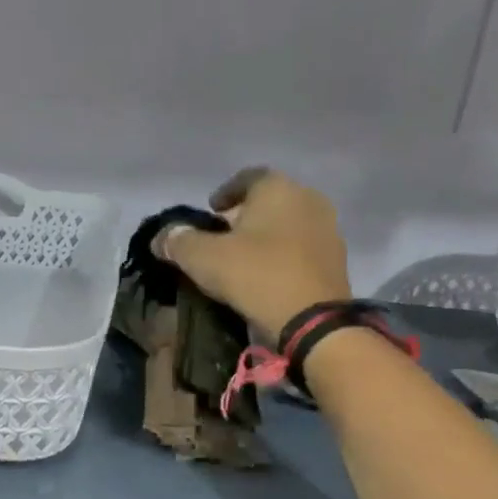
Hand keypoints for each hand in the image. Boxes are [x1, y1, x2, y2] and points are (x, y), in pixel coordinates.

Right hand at [155, 167, 352, 336]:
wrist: (311, 321)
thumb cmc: (255, 274)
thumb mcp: (202, 258)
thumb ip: (178, 241)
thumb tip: (161, 237)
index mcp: (277, 188)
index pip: (247, 177)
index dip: (225, 192)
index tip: (210, 210)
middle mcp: (308, 199)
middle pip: (269, 200)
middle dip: (244, 215)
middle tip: (221, 236)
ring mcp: (327, 229)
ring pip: (287, 224)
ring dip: (265, 236)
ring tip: (242, 259)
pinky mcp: (336, 260)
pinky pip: (300, 249)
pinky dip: (282, 255)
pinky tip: (265, 275)